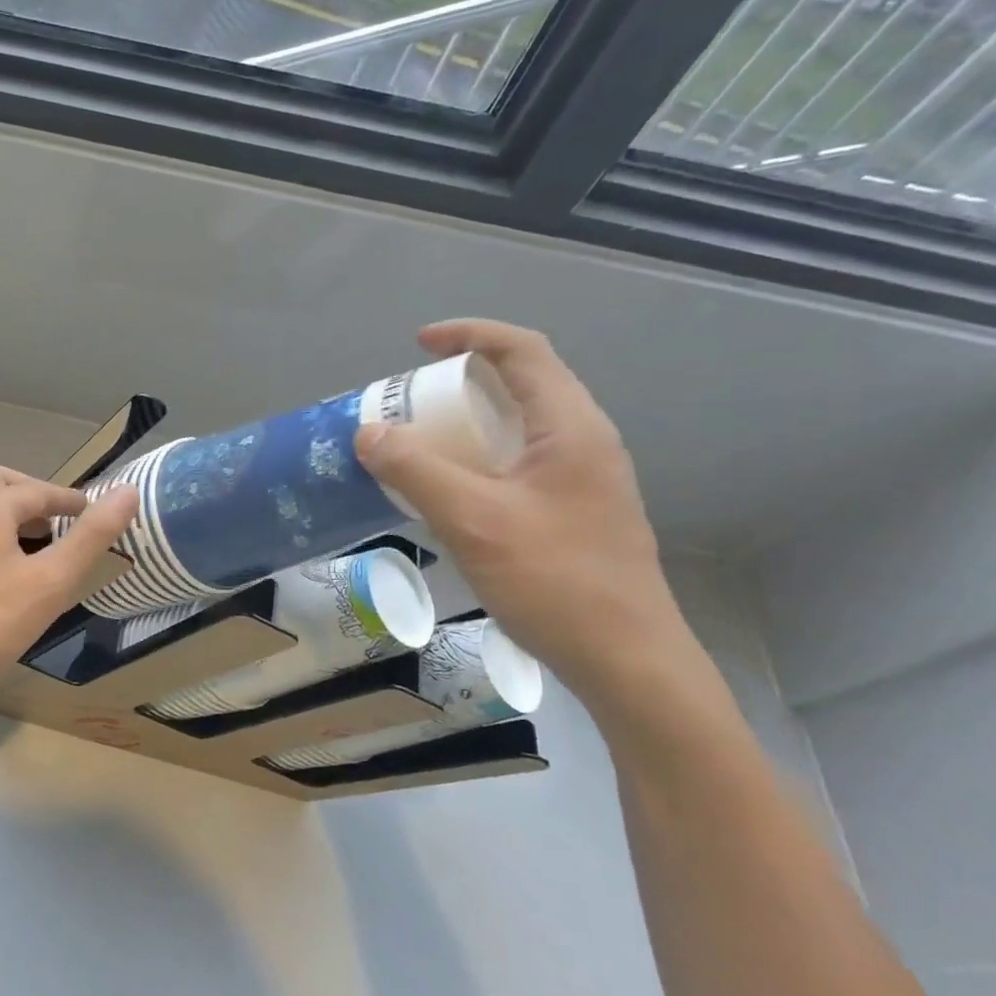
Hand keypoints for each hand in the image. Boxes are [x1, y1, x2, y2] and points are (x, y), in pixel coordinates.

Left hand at [0, 465, 139, 706]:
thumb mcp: (51, 581)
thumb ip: (90, 536)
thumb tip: (127, 493)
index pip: (38, 491)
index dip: (70, 500)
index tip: (94, 514)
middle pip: (1, 483)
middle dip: (35, 496)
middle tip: (61, 521)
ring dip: (12, 514)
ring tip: (40, 545)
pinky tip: (7, 572)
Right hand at [355, 320, 683, 692]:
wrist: (627, 660)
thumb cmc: (555, 581)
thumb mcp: (474, 521)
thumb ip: (416, 471)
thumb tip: (368, 433)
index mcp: (571, 428)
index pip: (523, 351)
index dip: (470, 335)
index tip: (419, 344)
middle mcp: (583, 442)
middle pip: (522, 384)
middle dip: (461, 379)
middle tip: (410, 400)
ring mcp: (583, 478)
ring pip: (519, 426)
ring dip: (467, 421)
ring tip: (419, 440)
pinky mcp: (573, 510)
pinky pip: (518, 461)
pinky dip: (477, 456)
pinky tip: (448, 489)